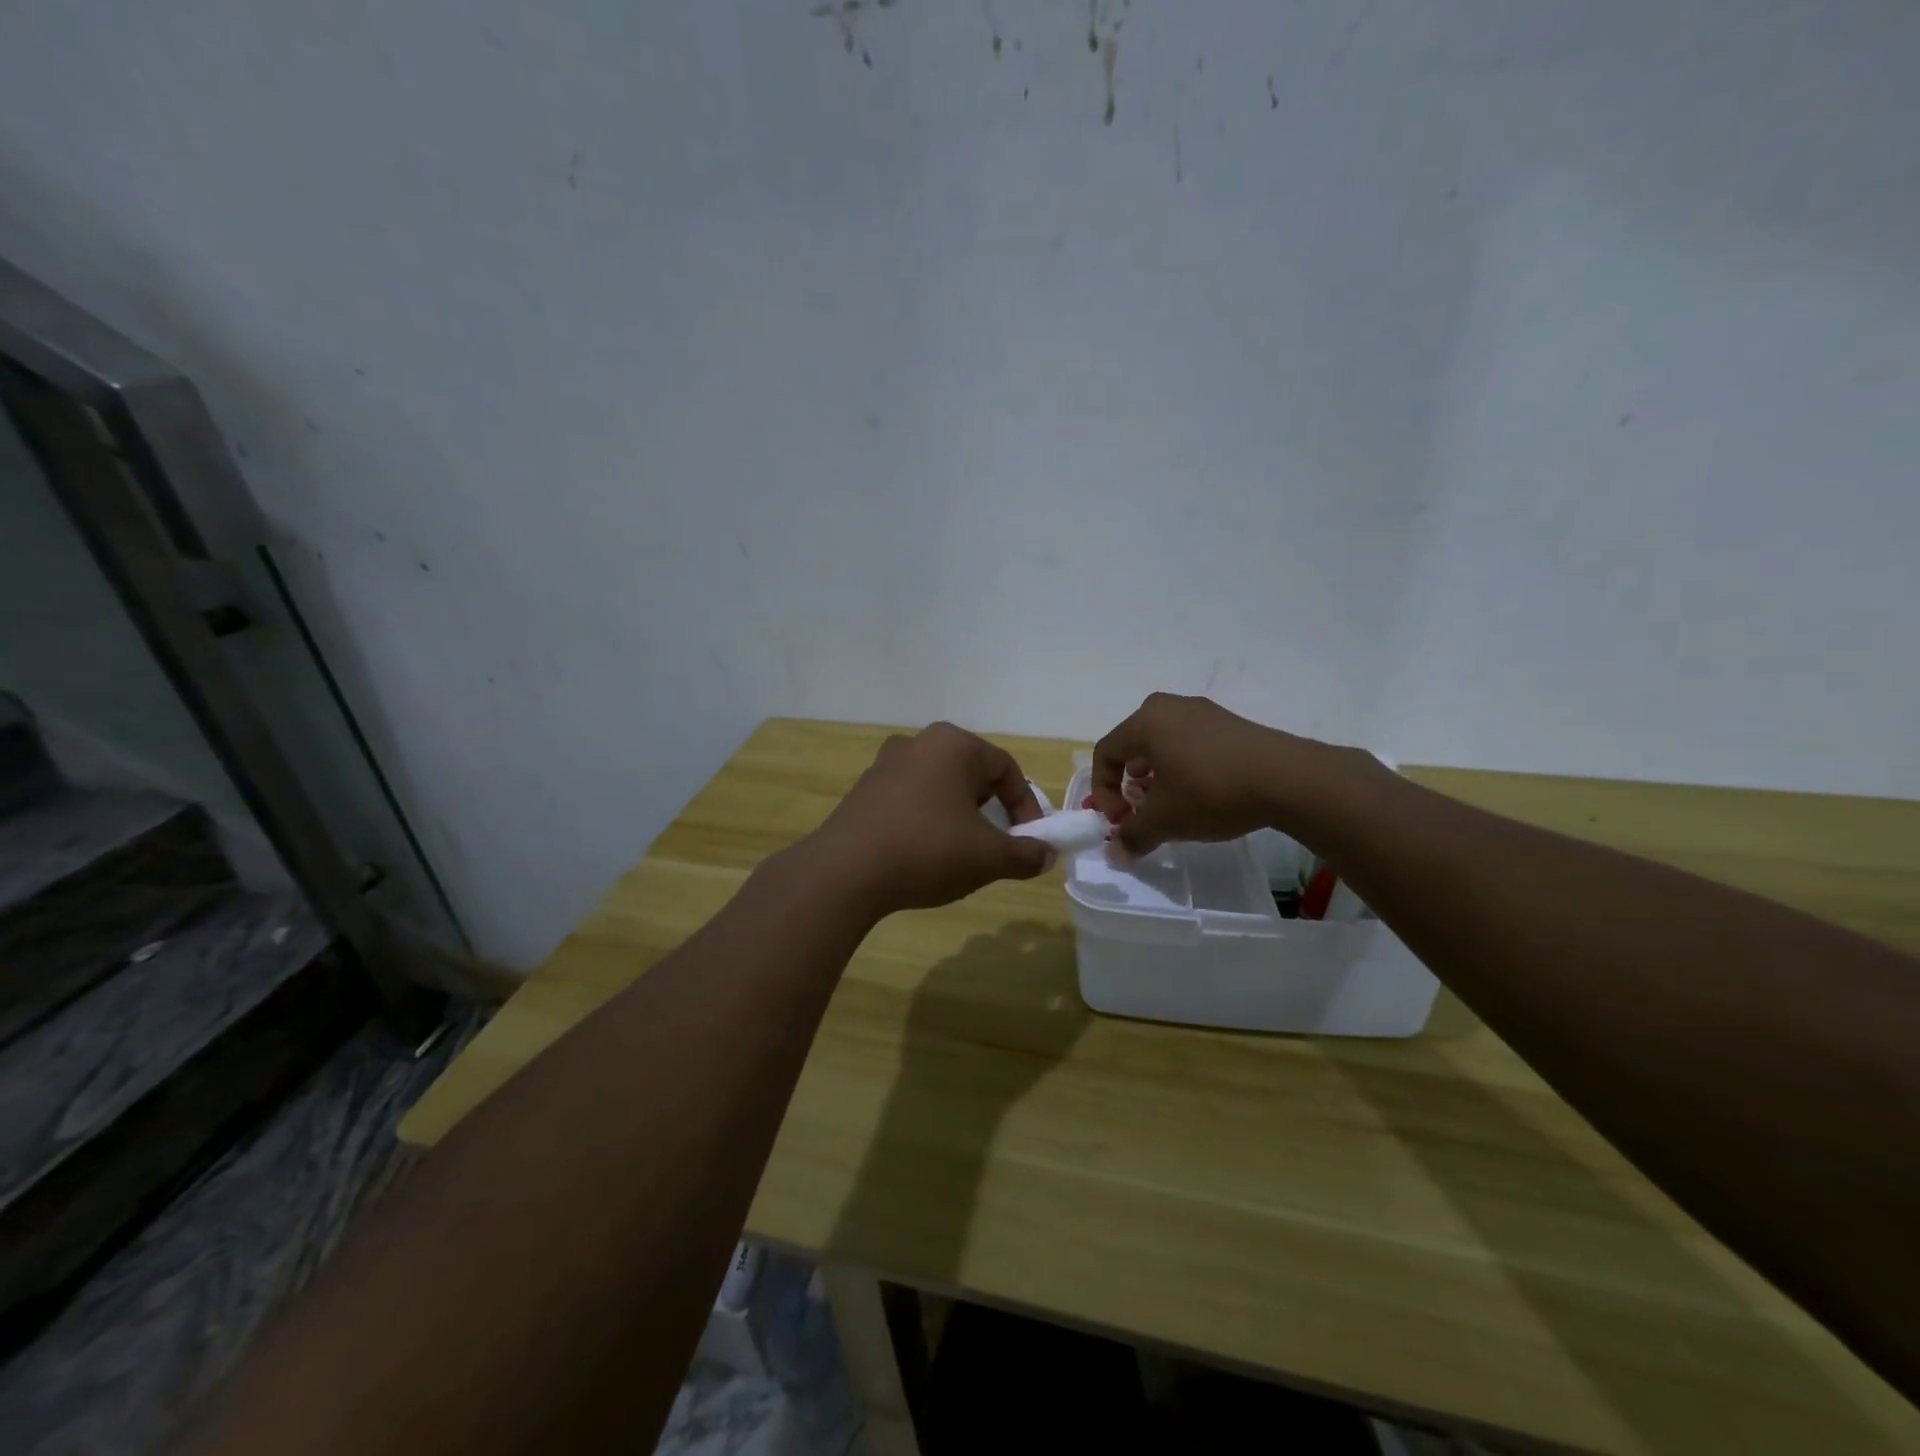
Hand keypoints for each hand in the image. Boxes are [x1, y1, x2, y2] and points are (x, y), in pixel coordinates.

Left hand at [809, 723, 1051, 915]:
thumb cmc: (927, 850)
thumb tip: (1045, 855)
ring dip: (958, 816)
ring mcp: (885, 764)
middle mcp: (918, 743)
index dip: (1026, 806)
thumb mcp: (988, 857)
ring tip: (960, 853)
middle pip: (971, 774)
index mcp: (953, 744)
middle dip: (991, 810)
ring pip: (939, 787)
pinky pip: (910, 800)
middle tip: (996, 844)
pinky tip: (922, 854)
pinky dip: (926, 821)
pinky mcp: (863, 790)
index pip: (1006, 769)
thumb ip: (1025, 854)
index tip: (1031, 841)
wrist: (844, 872)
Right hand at [1092, 693, 1341, 854]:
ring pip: (1162, 744)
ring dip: (1156, 776)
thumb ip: (1133, 835)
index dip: (1103, 791)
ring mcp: (1203, 711)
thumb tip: (1116, 853)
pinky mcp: (1229, 723)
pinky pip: (1190, 742)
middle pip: (1133, 745)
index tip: (1119, 820)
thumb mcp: (1165, 820)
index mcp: (1145, 722)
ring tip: (1170, 804)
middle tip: (1140, 809)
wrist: (1289, 779)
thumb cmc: (1212, 792)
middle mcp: (1169, 707)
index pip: (1105, 752)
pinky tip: (1201, 793)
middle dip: (1129, 782)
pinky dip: (1183, 767)